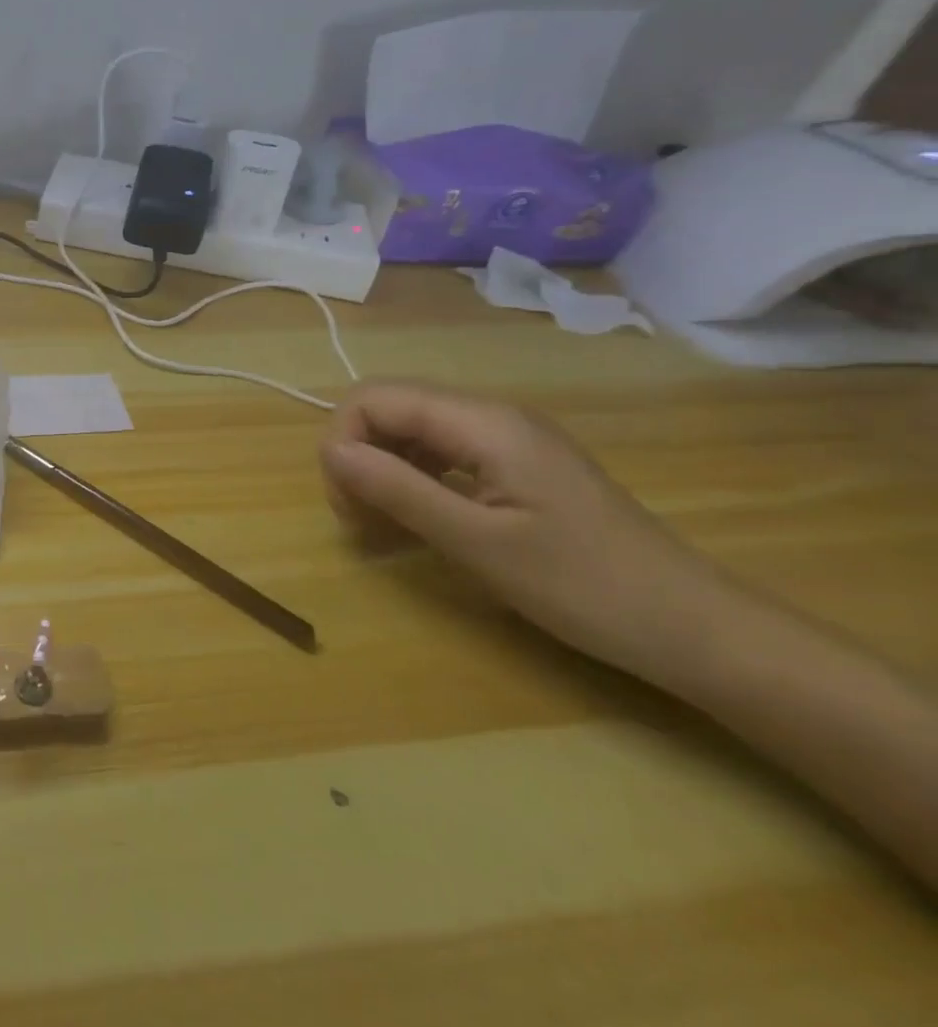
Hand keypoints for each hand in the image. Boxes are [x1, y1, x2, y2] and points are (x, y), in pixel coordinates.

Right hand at [319, 381, 729, 680]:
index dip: (343, 441)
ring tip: (383, 526)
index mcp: (483, 422)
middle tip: (361, 521)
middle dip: (357, 456)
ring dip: (381, 470)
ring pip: (410, 431)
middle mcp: (491, 415)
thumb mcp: (477, 542)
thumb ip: (398, 489)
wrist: (695, 628)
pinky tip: (418, 520)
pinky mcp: (515, 465)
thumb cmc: (584, 586)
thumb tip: (330, 451)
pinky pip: (440, 454)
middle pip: (388, 409)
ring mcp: (506, 439)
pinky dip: (413, 481)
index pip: (374, 398)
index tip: (348, 505)